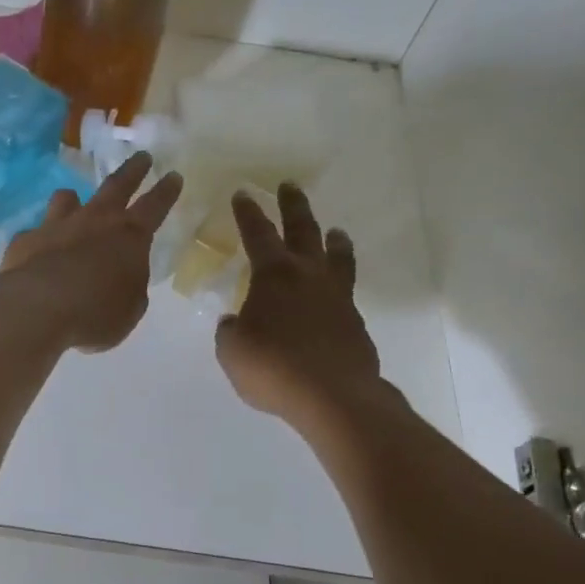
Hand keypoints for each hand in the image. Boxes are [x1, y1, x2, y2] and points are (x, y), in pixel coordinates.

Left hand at [0, 152, 183, 352]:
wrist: (39, 308)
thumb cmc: (96, 313)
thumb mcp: (129, 309)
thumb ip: (129, 288)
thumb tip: (120, 277)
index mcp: (130, 237)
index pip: (155, 206)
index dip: (166, 192)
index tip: (174, 175)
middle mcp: (94, 221)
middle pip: (117, 186)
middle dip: (133, 170)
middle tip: (141, 157)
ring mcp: (57, 225)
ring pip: (68, 199)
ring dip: (74, 200)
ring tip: (74, 199)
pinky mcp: (26, 240)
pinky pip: (36, 233)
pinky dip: (40, 239)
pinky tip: (37, 250)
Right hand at [216, 184, 390, 428]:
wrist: (332, 396)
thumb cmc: (273, 368)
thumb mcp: (232, 351)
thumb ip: (231, 331)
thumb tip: (236, 322)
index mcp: (273, 275)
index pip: (257, 234)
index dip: (248, 213)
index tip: (243, 193)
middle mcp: (308, 275)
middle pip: (303, 229)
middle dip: (293, 206)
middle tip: (289, 187)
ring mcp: (336, 296)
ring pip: (336, 256)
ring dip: (332, 239)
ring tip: (334, 231)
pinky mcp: (353, 320)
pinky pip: (345, 289)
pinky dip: (339, 280)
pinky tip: (333, 290)